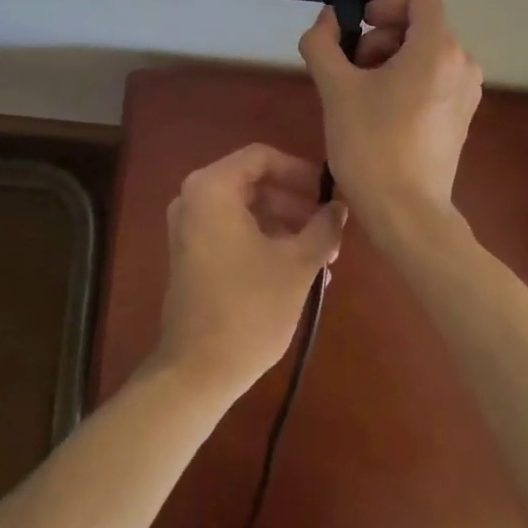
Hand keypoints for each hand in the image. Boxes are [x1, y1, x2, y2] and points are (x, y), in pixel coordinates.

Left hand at [150, 144, 345, 400]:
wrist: (199, 369)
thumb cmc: (251, 307)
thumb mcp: (297, 264)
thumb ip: (322, 227)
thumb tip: (339, 208)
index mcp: (212, 188)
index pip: (262, 157)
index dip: (299, 171)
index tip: (327, 194)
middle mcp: (193, 198)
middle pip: (254, 183)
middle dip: (295, 204)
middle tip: (330, 229)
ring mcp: (188, 227)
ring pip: (246, 210)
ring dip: (285, 225)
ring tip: (322, 255)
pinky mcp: (191, 254)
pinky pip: (232, 231)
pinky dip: (264, 240)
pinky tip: (298, 268)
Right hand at [298, 0, 482, 217]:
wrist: (406, 212)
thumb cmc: (370, 145)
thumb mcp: (335, 89)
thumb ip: (322, 44)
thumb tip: (325, 19)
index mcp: (437, 48)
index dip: (385, 4)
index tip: (359, 30)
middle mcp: (462, 62)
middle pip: (419, 25)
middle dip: (380, 38)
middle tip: (351, 71)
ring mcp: (466, 91)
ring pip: (425, 53)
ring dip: (390, 60)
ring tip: (362, 95)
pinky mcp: (461, 115)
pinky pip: (434, 78)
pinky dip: (406, 81)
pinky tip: (381, 114)